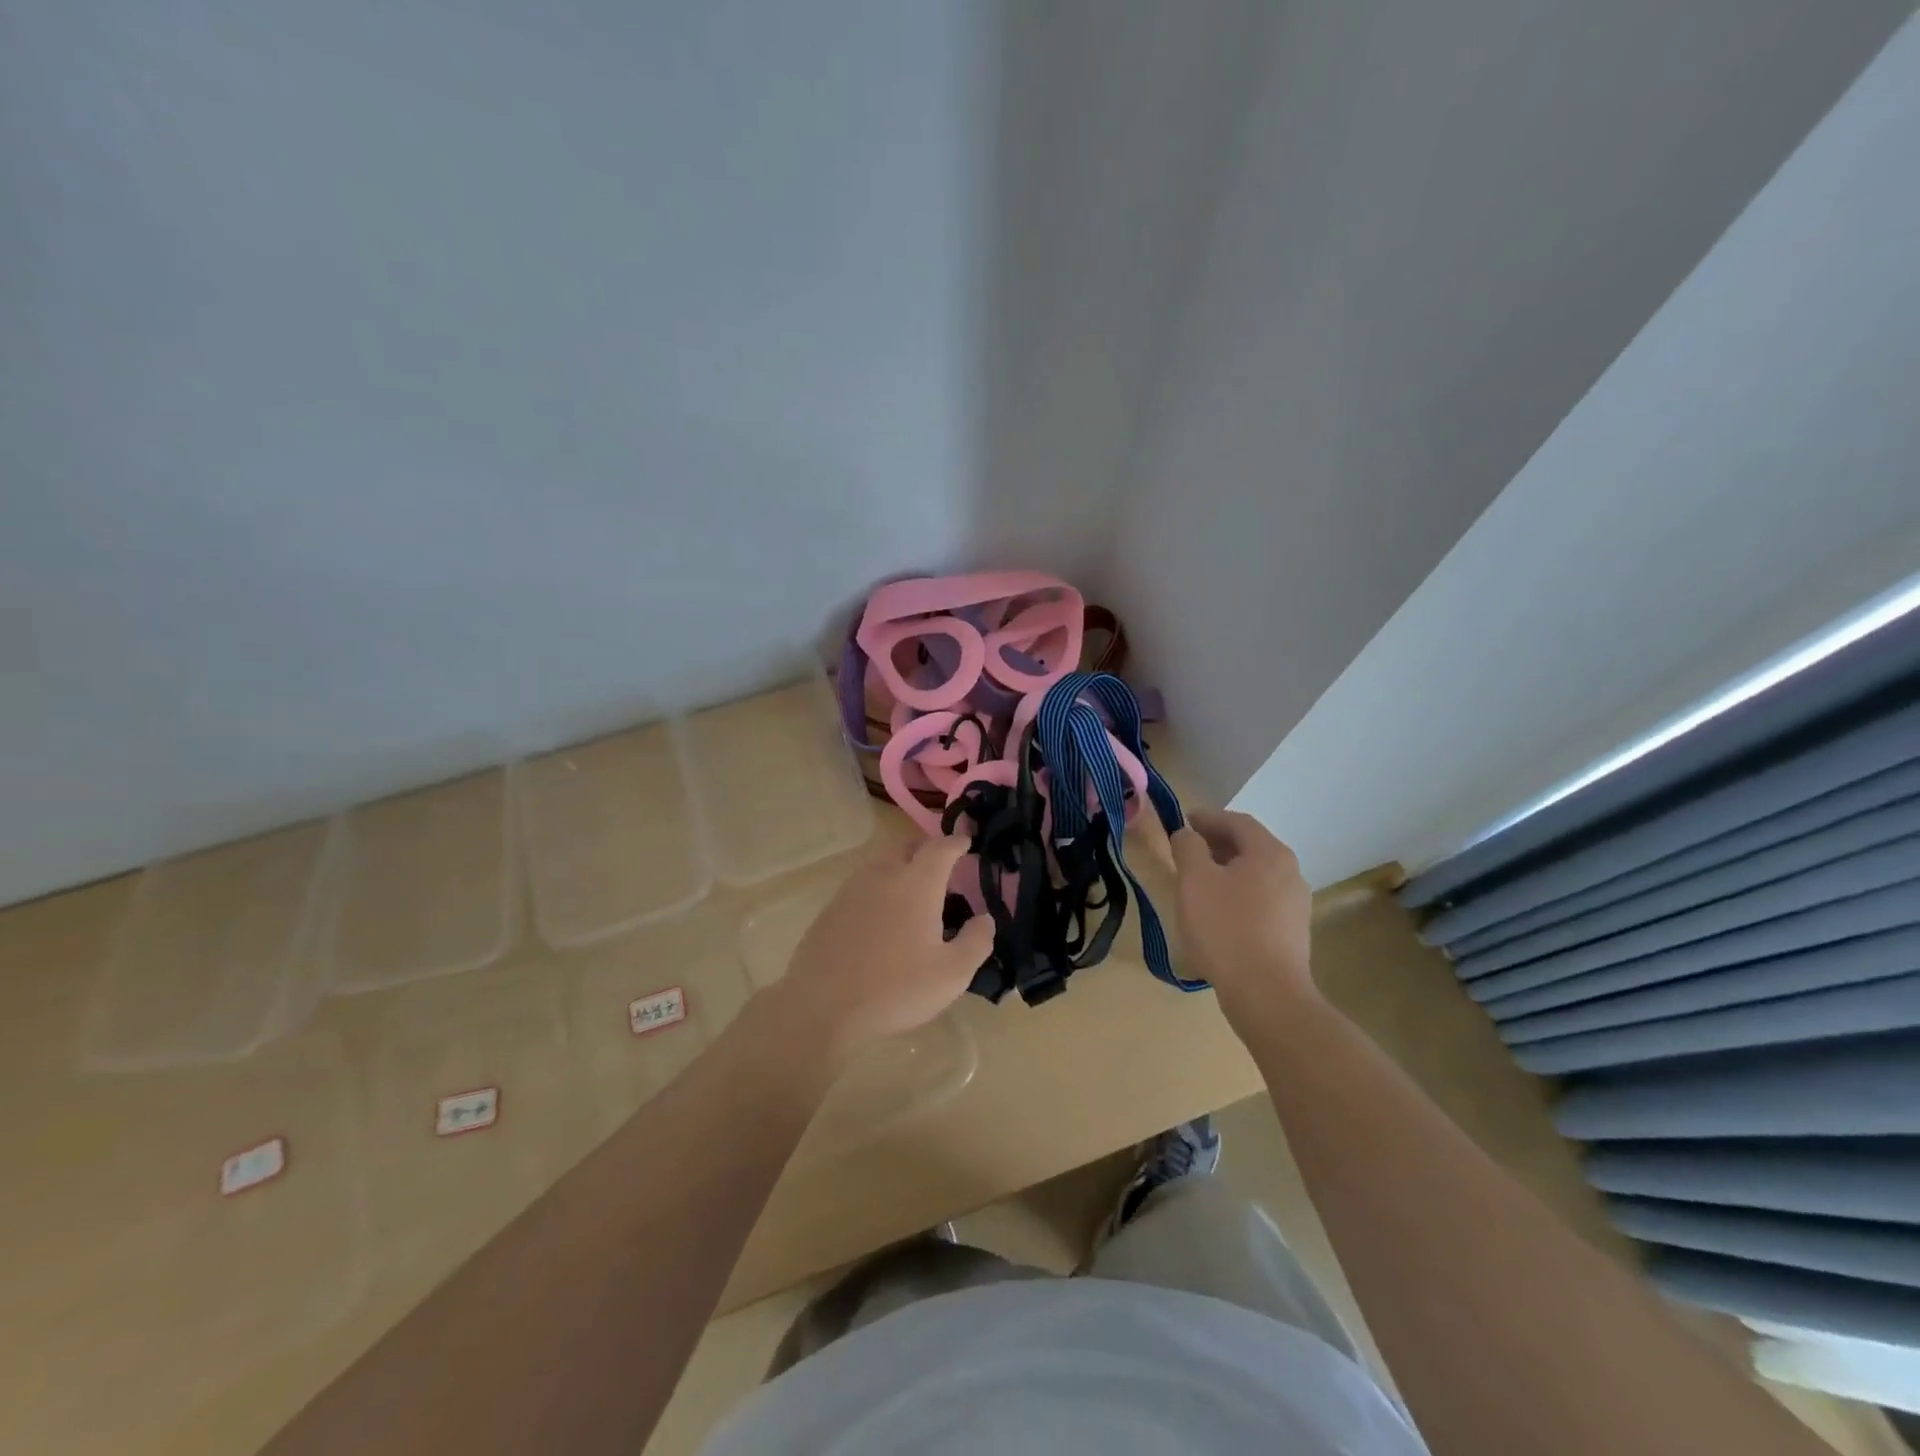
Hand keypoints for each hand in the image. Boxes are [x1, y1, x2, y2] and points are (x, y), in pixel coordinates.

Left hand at [776, 834, 994, 1059]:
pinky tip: (882, 916)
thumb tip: (985, 919)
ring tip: (913, 892)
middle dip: (926, 849)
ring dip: (900, 866)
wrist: (821, 1005)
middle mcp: (884, 875)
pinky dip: (879, 888)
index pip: (941, 849)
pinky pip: (862, 885)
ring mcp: (852, 889)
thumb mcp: (951, 975)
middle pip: (907, 847)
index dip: (956, 842)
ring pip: (881, 863)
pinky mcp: (831, 908)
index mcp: (916, 884)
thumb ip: (976, 942)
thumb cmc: (895, 988)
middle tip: (941, 866)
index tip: (966, 841)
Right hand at [1170, 809, 1315, 1028]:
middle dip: (1216, 844)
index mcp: (1269, 853)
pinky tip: (1217, 913)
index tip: (1182, 822)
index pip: (1237, 821)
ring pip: (1256, 875)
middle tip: (1186, 851)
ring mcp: (1296, 904)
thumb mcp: (1194, 880)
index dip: (1207, 818)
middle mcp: (1290, 872)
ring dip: (1226, 871)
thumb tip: (1187, 834)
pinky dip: (1237, 894)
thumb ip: (1187, 847)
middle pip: (1250, 847)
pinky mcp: (1293, 932)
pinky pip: (1261, 900)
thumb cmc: (1226, 928)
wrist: (1266, 994)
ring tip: (1197, 883)